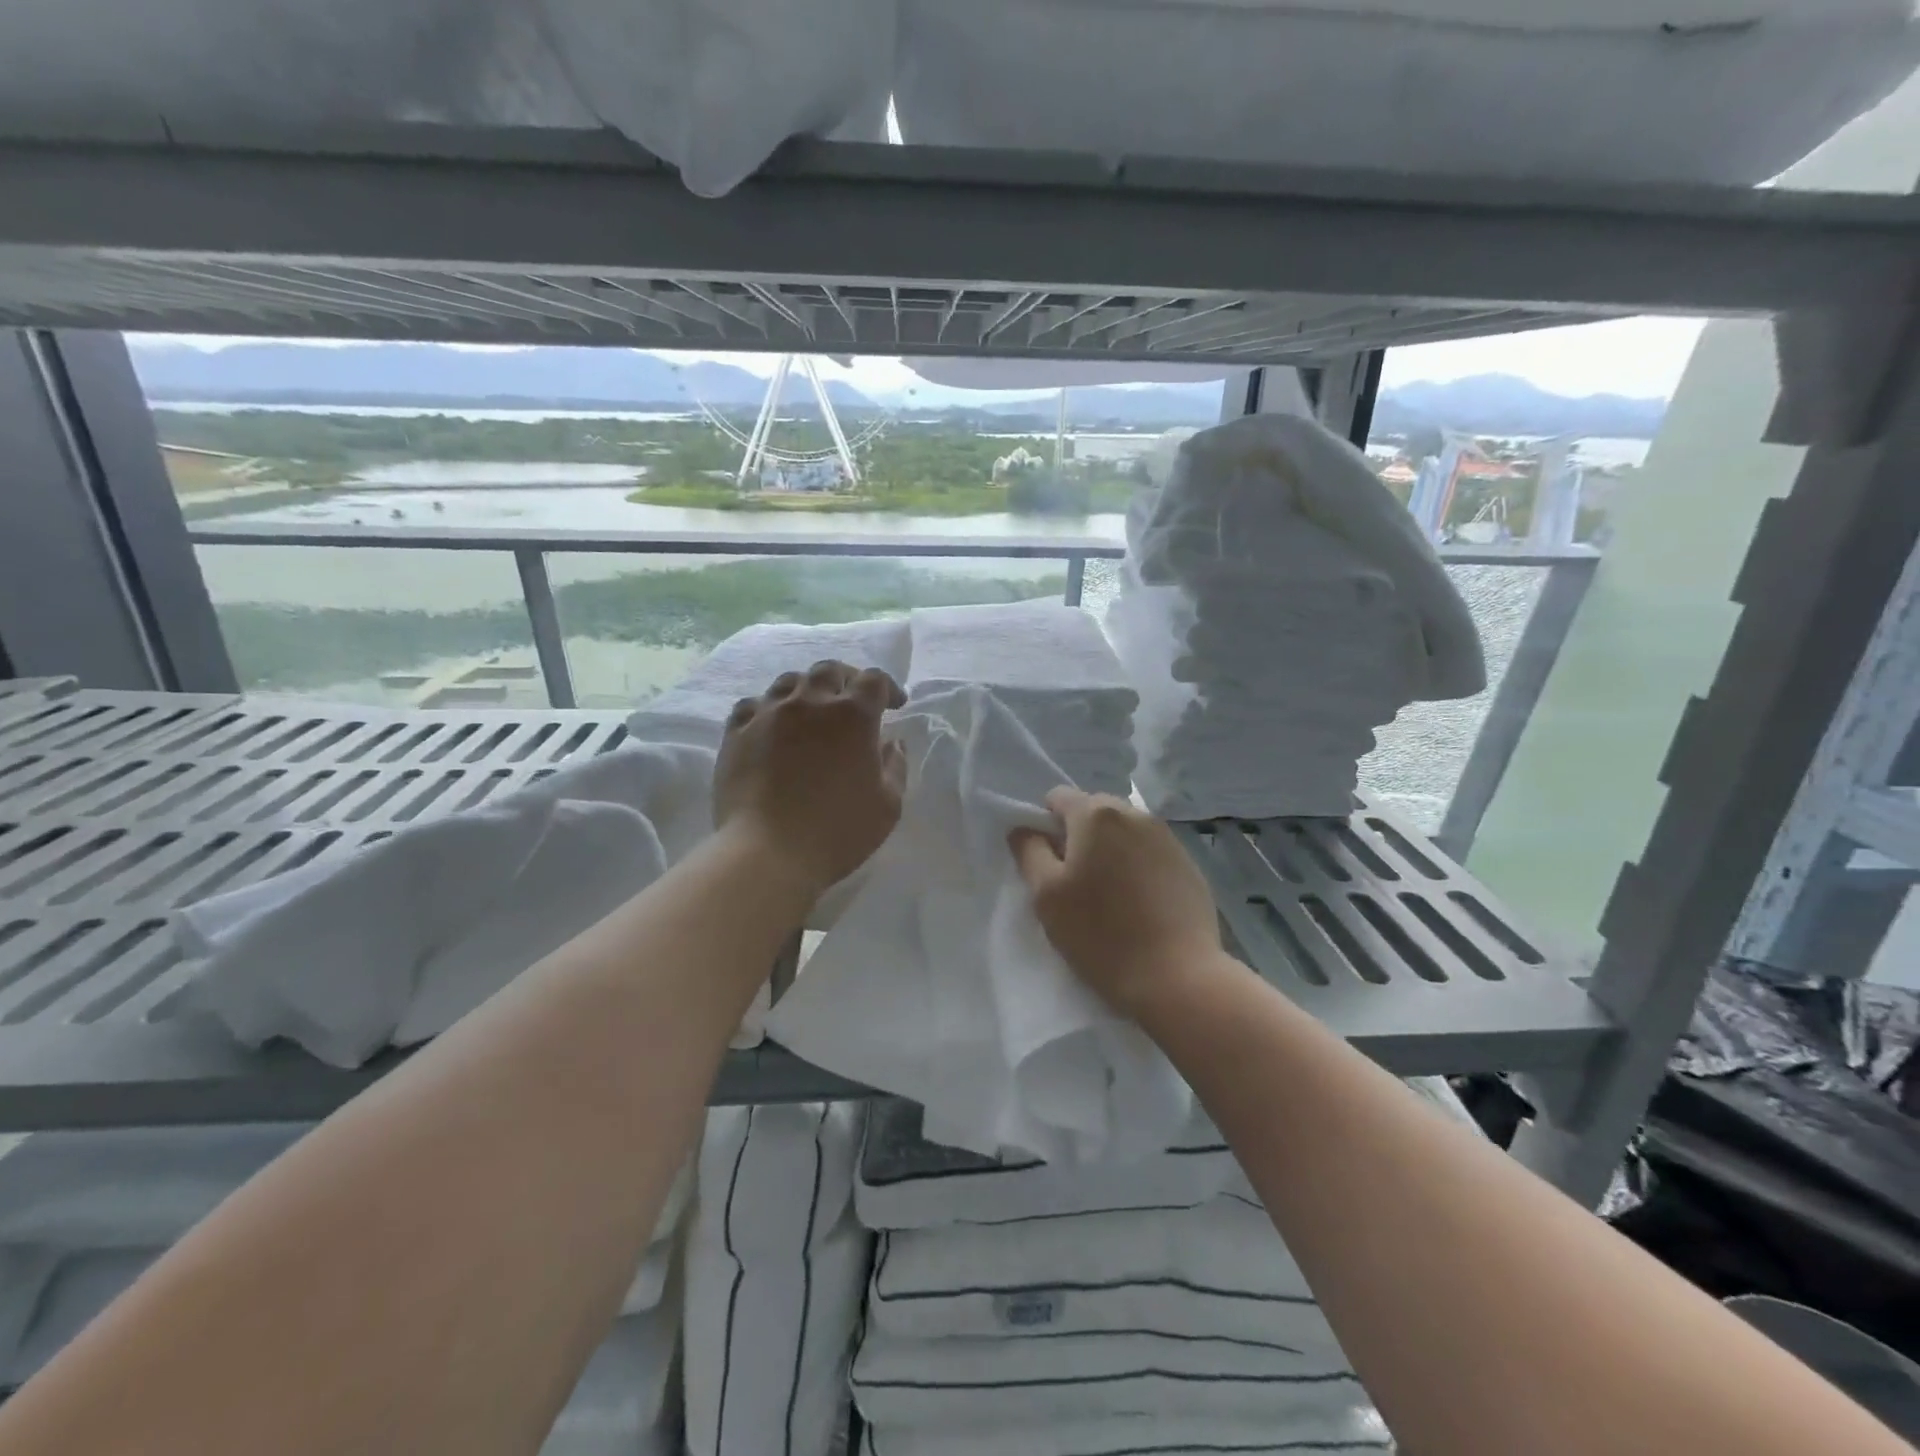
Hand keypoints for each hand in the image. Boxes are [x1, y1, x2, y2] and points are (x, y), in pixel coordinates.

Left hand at [714, 660, 906, 898]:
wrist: (767, 853)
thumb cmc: (838, 831)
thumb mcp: (887, 805)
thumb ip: (894, 766)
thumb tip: (891, 743)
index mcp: (853, 716)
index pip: (874, 680)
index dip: (888, 688)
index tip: (894, 706)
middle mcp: (810, 703)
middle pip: (829, 671)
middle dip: (846, 680)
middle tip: (852, 702)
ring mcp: (769, 714)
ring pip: (789, 682)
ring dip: (806, 690)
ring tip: (810, 712)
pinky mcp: (737, 732)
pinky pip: (753, 705)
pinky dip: (768, 709)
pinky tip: (771, 726)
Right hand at [1010, 788, 1224, 1021]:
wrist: (1178, 976)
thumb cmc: (1101, 933)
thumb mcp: (1046, 895)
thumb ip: (1029, 852)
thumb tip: (1025, 829)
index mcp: (1096, 814)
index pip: (1058, 797)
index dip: (1045, 825)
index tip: (1048, 864)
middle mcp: (1135, 814)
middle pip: (1093, 811)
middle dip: (1079, 836)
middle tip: (1075, 883)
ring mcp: (1167, 838)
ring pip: (1124, 832)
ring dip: (1110, 851)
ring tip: (1109, 896)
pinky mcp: (1188, 864)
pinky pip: (1150, 853)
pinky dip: (1138, 867)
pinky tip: (1139, 905)